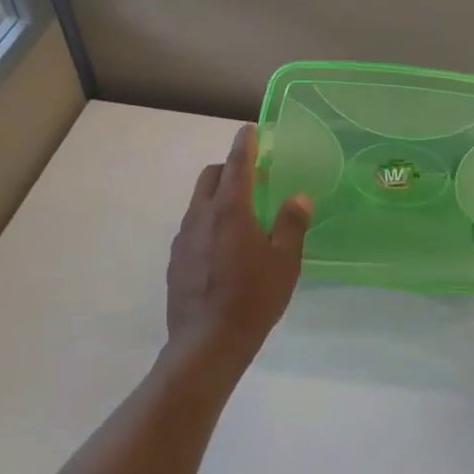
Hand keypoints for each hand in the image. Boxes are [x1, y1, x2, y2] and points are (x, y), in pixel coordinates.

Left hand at [165, 124, 311, 382]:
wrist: (206, 343)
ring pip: (198, 202)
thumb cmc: (253, 298)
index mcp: (230, 209)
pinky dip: (208, 222)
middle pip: (210, 177)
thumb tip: (297, 198)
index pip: (236, 164)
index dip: (244, 144)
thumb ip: (291, 225)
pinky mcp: (175, 260)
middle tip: (252, 178)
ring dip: (217, 196)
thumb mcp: (285, 262)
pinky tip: (223, 248)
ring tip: (240, 215)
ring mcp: (183, 238)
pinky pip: (192, 228)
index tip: (250, 130)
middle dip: (229, 168)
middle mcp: (201, 215)